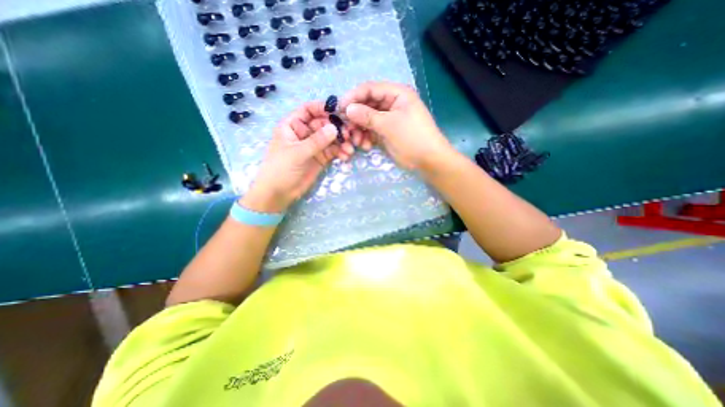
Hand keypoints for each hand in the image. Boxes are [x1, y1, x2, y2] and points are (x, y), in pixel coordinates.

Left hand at [239, 99, 351, 213]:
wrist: (279, 193)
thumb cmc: (281, 169)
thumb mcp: (297, 153)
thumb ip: (316, 141)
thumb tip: (334, 128)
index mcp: (293, 125)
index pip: (309, 110)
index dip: (323, 108)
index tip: (339, 111)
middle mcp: (305, 132)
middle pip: (324, 123)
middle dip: (337, 128)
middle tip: (348, 136)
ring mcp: (314, 146)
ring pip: (331, 138)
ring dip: (342, 142)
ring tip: (350, 149)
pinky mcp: (321, 157)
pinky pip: (333, 151)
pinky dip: (341, 152)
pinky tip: (346, 156)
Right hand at [341, 80, 450, 171]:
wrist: (428, 160)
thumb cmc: (412, 138)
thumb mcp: (389, 125)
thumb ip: (367, 116)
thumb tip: (347, 109)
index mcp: (396, 94)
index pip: (370, 89)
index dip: (353, 96)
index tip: (339, 108)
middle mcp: (391, 103)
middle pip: (366, 104)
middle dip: (355, 117)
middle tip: (346, 129)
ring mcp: (388, 118)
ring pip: (367, 119)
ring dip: (359, 130)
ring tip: (357, 142)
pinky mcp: (386, 132)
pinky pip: (371, 131)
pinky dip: (366, 137)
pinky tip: (365, 146)